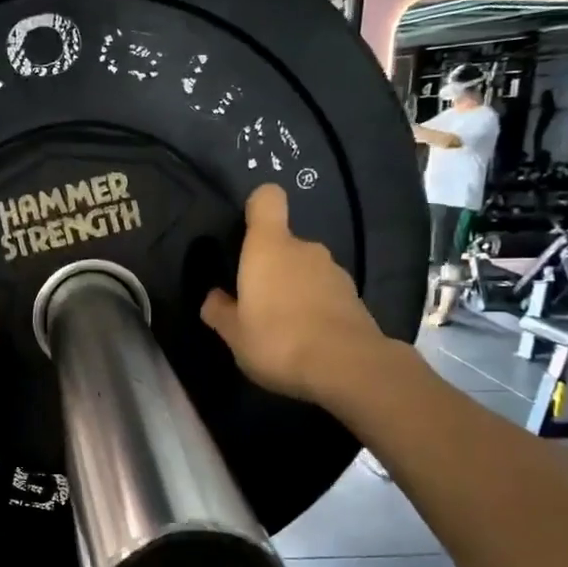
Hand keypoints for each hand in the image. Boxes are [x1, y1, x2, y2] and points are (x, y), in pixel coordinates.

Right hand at [201, 185, 384, 406]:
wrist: (346, 366)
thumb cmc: (277, 340)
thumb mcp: (234, 334)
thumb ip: (220, 311)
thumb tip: (214, 297)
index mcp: (269, 247)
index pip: (267, 200)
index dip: (255, 208)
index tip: (245, 232)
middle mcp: (304, 249)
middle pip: (283, 243)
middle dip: (270, 267)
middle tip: (255, 304)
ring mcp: (334, 271)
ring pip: (305, 269)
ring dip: (294, 289)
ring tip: (283, 327)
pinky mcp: (354, 296)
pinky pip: (324, 292)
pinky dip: (315, 307)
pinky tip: (308, 338)